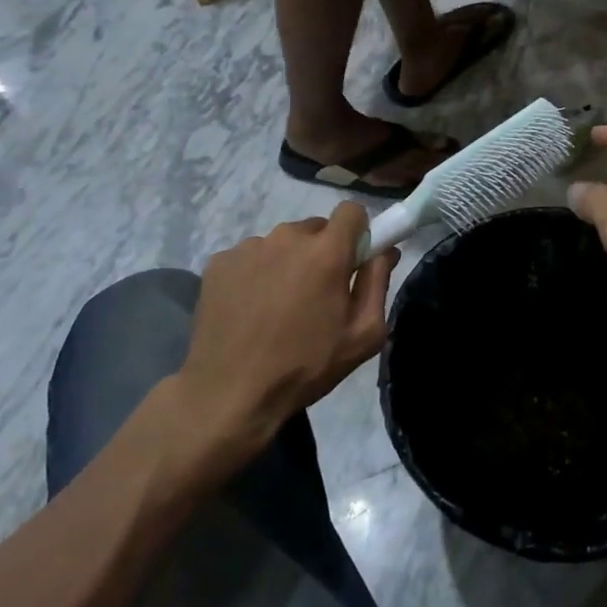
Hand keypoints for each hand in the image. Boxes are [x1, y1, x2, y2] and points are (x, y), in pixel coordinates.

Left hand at [178, 204, 395, 452]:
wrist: (230, 395)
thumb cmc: (305, 366)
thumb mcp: (362, 335)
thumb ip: (378, 282)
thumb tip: (386, 250)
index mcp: (326, 251)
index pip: (351, 211)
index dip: (357, 232)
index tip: (353, 260)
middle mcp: (287, 237)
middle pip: (315, 228)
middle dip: (321, 252)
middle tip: (315, 293)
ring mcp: (249, 247)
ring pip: (281, 243)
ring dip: (287, 262)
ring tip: (278, 306)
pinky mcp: (220, 262)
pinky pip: (250, 256)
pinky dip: (255, 274)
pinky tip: (250, 309)